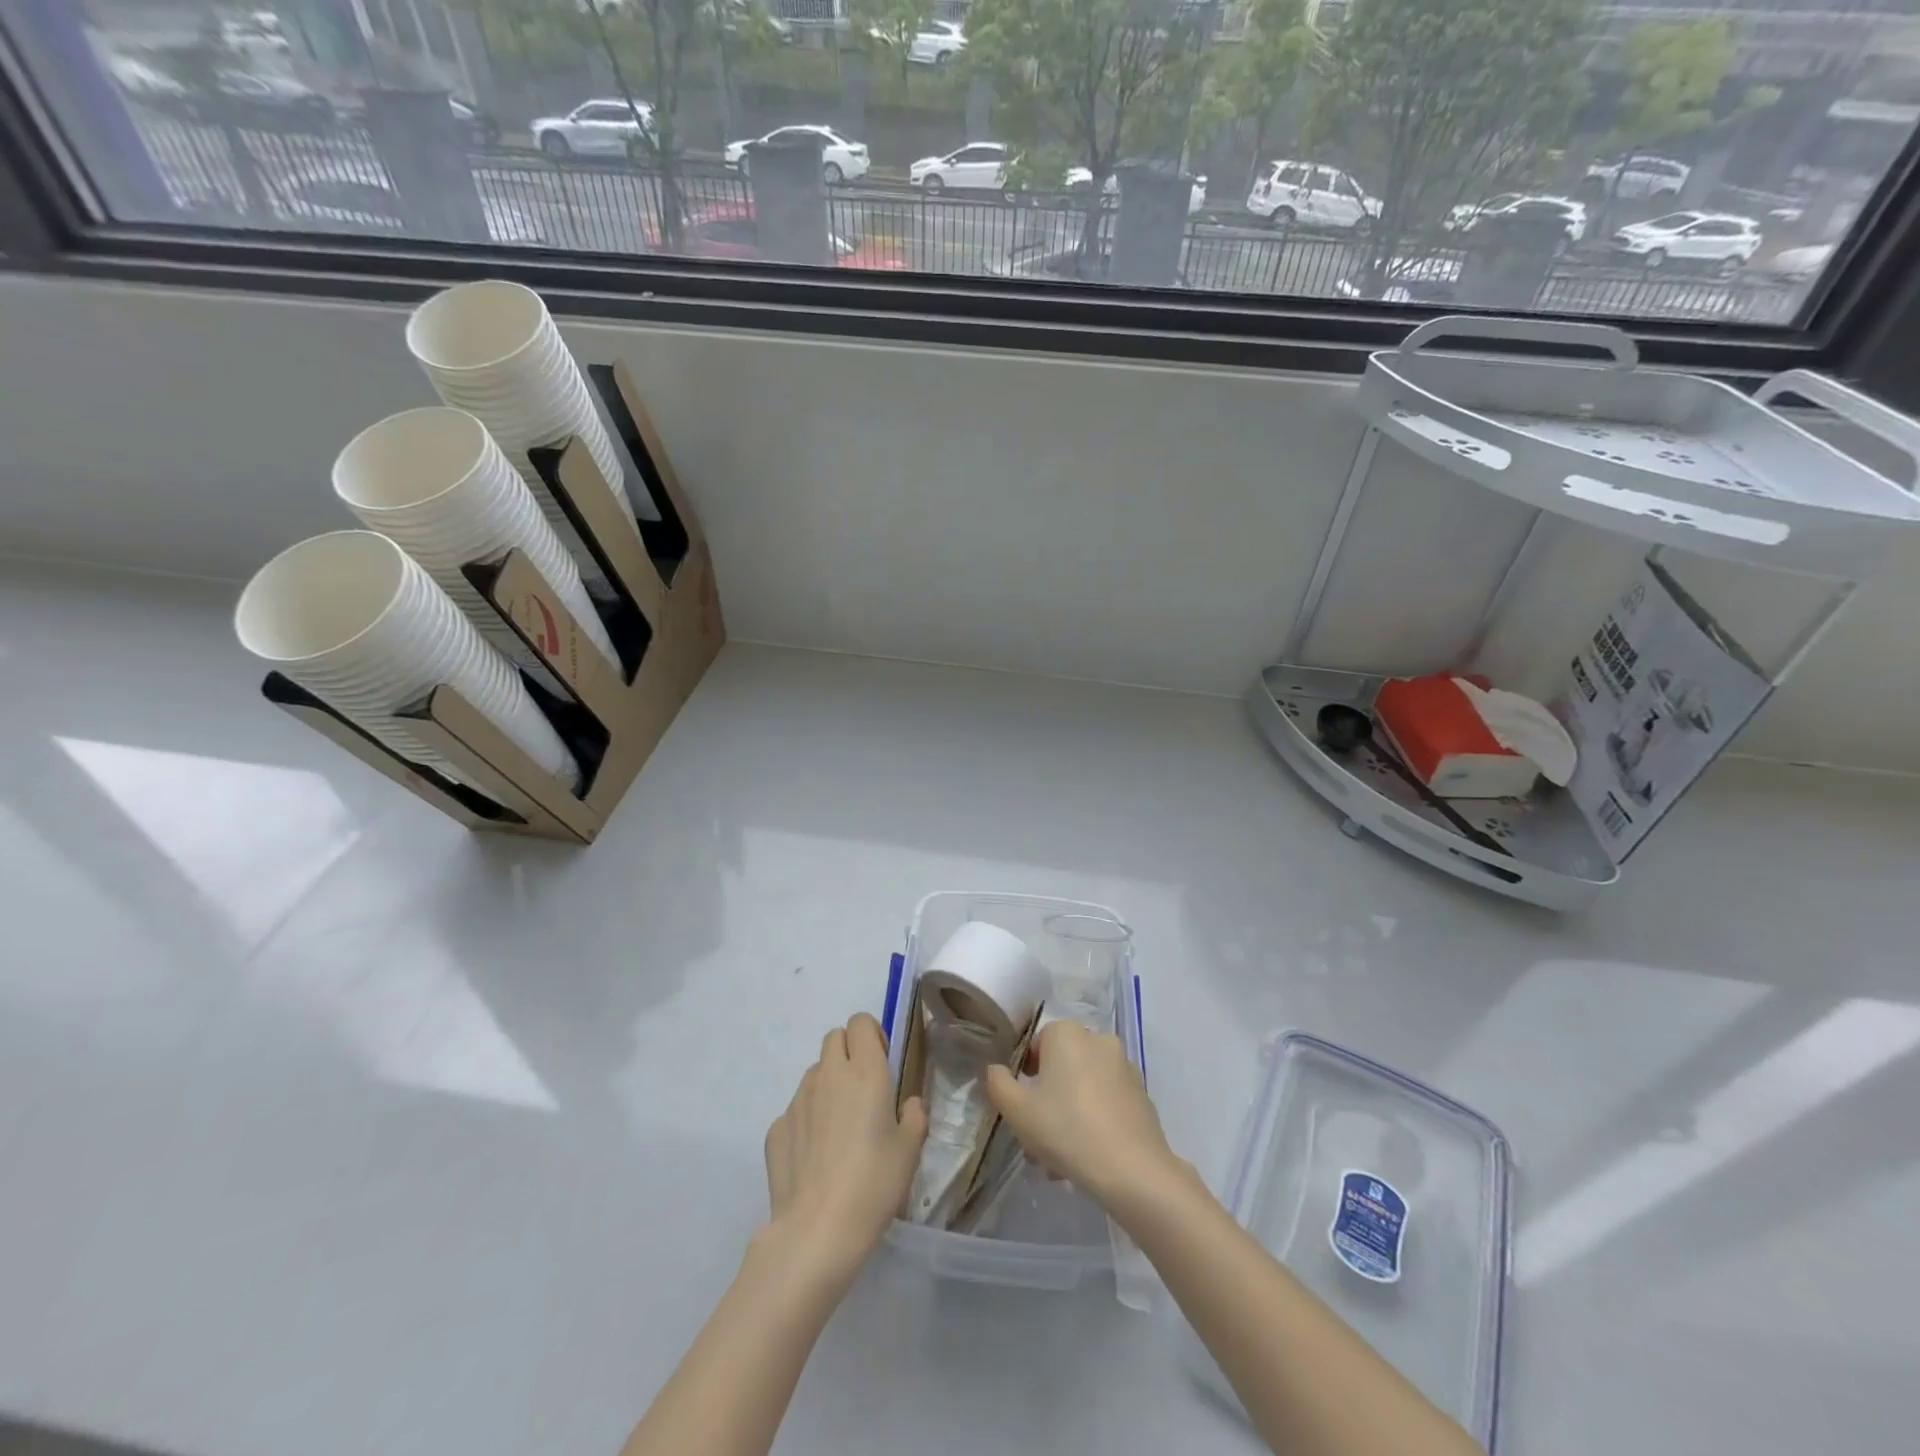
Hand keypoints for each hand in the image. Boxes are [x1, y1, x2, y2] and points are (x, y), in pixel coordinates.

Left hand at [763, 1014, 927, 1275]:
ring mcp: (797, 1100)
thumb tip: (908, 1104)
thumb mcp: (910, 1150)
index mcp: (865, 1071)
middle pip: (834, 1038)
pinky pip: (795, 1109)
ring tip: (839, 1127)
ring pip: (814, 1073)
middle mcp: (828, 1075)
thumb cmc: (873, 1184)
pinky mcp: (775, 1128)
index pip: (861, 1022)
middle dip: (849, 1052)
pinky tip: (816, 1156)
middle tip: (863, 1090)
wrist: (817, 1231)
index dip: (872, 1035)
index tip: (882, 1063)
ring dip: (828, 1085)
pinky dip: (807, 1119)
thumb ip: (914, 1116)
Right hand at [985, 1020, 1180, 1214]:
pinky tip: (1085, 1157)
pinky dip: (1093, 1120)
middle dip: (1046, 1101)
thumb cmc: (1066, 1129)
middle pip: (1061, 1067)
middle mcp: (1098, 1039)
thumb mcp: (1016, 1109)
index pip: (1036, 1044)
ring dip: (1067, 1115)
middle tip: (1035, 1140)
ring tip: (1058, 1161)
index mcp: (1068, 1033)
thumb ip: (997, 1082)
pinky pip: (1106, 1101)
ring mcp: (1124, 1067)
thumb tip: (995, 1069)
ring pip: (1083, 1087)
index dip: (1024, 1075)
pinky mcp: (1141, 1095)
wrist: (1132, 1170)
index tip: (1022, 1107)